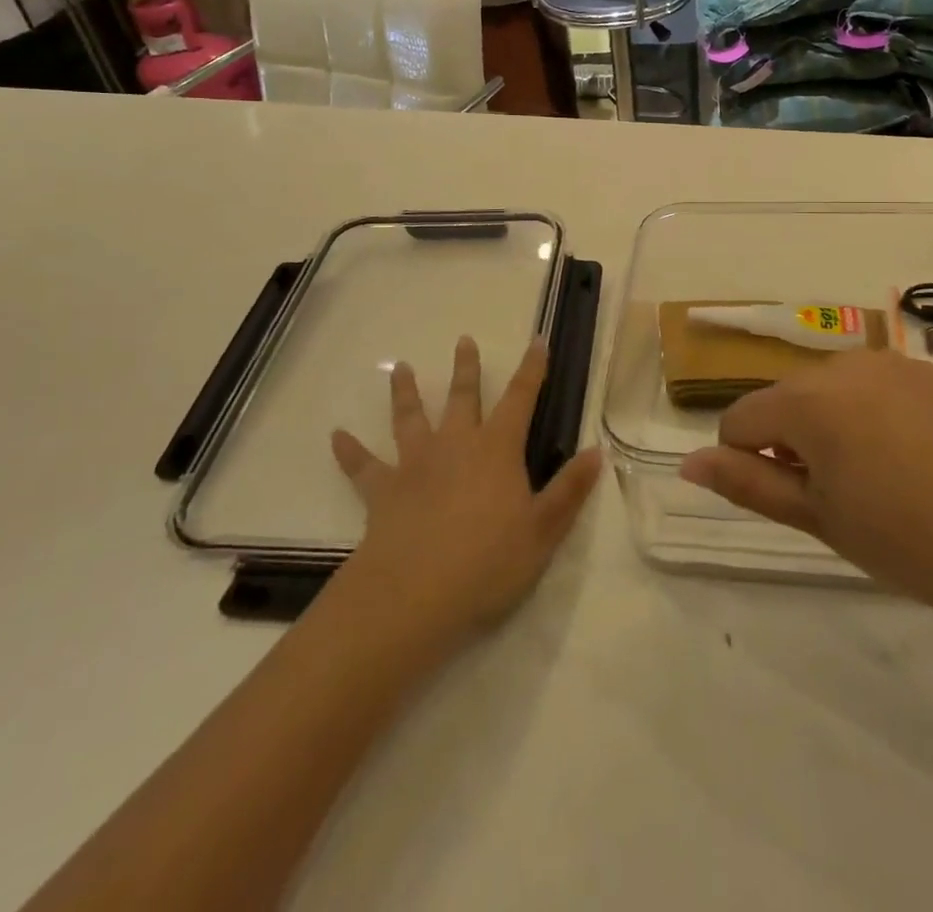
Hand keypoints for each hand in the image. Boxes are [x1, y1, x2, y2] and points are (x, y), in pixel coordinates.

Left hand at [331, 337, 601, 651]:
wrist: (415, 594)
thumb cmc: (488, 562)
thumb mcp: (543, 531)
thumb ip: (569, 490)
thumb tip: (596, 451)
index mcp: (497, 450)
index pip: (521, 398)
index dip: (532, 369)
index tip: (538, 340)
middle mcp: (456, 445)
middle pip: (463, 398)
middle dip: (466, 369)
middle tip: (463, 340)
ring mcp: (415, 465)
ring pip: (411, 419)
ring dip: (406, 393)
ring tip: (401, 368)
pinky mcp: (383, 492)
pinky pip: (363, 467)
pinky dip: (349, 451)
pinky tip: (336, 436)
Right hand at [680, 349, 932, 637]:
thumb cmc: (913, 543)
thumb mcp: (820, 520)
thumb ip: (746, 484)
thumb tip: (688, 463)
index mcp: (808, 399)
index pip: (740, 420)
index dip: (748, 463)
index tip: (790, 501)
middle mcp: (843, 364)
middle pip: (786, 401)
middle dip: (793, 443)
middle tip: (840, 500)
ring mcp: (893, 363)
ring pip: (829, 393)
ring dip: (832, 428)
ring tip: (880, 481)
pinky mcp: (932, 373)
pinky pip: (875, 389)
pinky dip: (873, 417)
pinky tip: (915, 462)